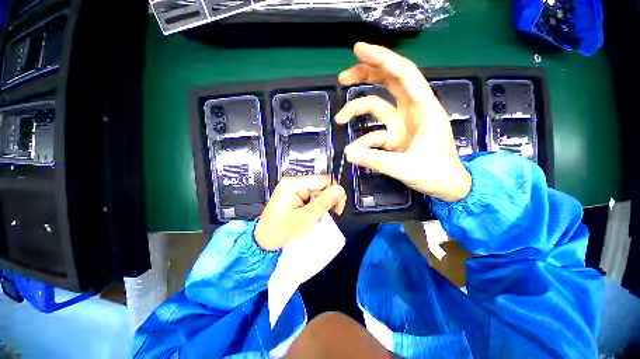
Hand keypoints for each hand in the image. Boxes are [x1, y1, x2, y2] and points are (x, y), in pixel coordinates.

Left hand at [255, 175, 346, 250]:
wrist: (263, 241)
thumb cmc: (280, 231)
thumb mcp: (305, 218)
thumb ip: (324, 203)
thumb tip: (340, 189)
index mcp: (293, 184)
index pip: (323, 180)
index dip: (334, 192)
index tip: (338, 208)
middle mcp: (293, 182)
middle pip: (321, 185)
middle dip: (327, 200)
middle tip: (329, 214)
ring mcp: (293, 189)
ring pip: (317, 192)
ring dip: (322, 204)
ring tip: (318, 217)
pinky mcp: (294, 195)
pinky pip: (311, 197)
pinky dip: (316, 206)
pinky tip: (313, 214)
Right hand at [335, 42, 471, 201]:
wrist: (448, 187)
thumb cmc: (437, 174)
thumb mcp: (407, 168)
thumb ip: (377, 160)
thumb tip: (349, 154)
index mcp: (424, 109)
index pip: (403, 74)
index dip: (382, 58)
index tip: (358, 50)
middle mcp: (412, 110)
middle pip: (388, 82)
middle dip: (366, 75)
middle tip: (342, 78)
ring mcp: (401, 124)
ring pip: (377, 105)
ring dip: (357, 109)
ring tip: (340, 119)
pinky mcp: (394, 136)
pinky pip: (374, 132)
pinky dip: (364, 140)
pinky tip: (356, 152)